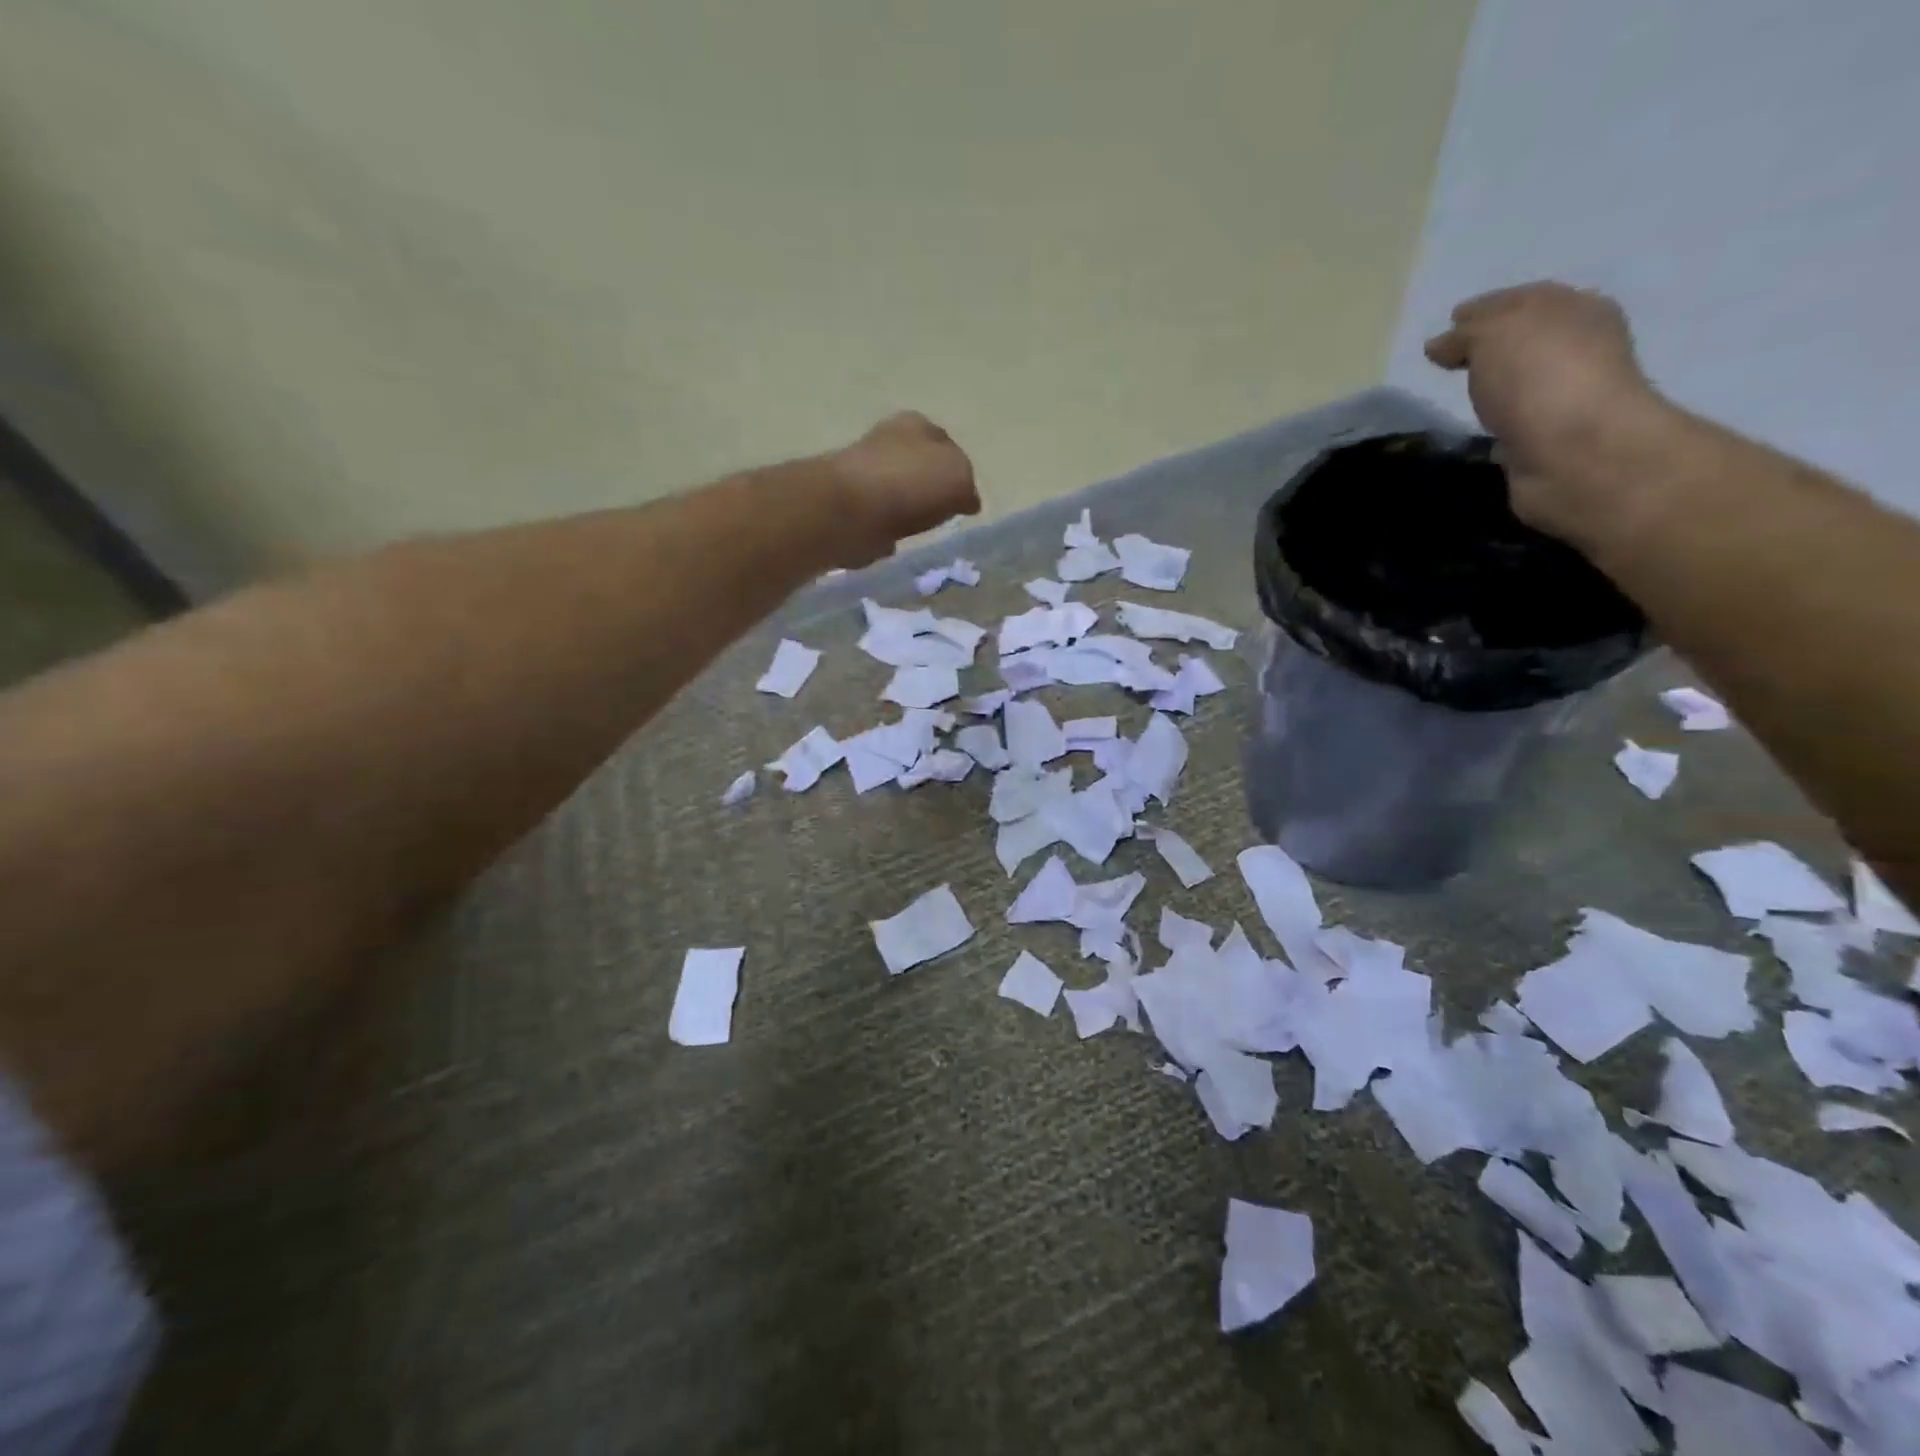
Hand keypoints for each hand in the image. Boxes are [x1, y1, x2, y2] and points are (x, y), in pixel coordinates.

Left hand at [827, 411, 980, 566]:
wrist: (852, 511)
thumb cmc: (911, 484)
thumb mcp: (959, 477)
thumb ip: (967, 486)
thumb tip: (965, 501)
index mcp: (916, 424)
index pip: (945, 442)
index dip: (958, 468)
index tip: (964, 496)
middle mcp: (886, 440)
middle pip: (918, 465)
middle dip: (929, 486)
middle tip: (944, 513)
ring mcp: (863, 473)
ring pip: (896, 491)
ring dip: (906, 508)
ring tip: (920, 529)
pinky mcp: (848, 506)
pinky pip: (877, 518)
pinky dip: (885, 528)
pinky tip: (894, 540)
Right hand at [1424, 283, 1673, 537]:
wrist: (1574, 451)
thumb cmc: (1539, 377)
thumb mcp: (1495, 335)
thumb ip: (1467, 334)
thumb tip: (1439, 344)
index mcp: (1575, 310)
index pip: (1522, 300)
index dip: (1484, 309)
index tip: (1449, 322)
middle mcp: (1578, 347)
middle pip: (1526, 338)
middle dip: (1492, 343)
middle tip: (1451, 356)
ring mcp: (1565, 396)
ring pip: (1522, 380)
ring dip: (1496, 383)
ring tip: (1461, 391)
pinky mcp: (1549, 438)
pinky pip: (1517, 420)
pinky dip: (1499, 419)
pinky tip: (1478, 425)